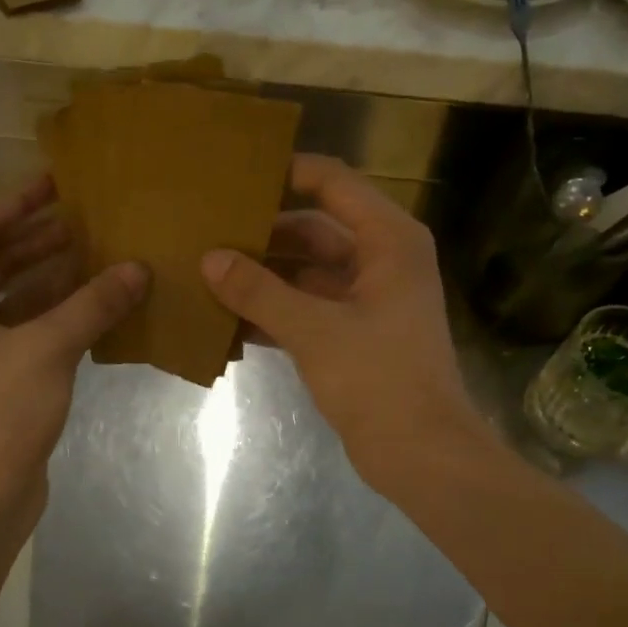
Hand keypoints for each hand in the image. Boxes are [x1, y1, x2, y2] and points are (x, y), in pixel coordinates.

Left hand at [0, 177, 147, 530]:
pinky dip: (50, 314)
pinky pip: (19, 329)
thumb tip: (138, 268)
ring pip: (8, 297)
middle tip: (84, 217)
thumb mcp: (47, 349)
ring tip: (94, 252)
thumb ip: (92, 304)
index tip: (56, 182)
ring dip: (48, 277)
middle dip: (37, 240)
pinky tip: (89, 302)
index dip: (18, 204)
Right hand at [202, 155, 481, 484]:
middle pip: (314, 230)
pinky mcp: (353, 336)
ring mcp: (367, 301)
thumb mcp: (313, 330)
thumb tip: (210, 259)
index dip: (286, 173)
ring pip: (306, 273)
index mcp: (388, 241)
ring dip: (263, 275)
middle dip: (264, 232)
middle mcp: (381, 261)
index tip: (234, 175)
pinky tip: (226, 317)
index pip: (333, 183)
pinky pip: (306, 309)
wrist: (421, 453)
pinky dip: (273, 311)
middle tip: (207, 228)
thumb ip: (259, 291)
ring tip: (207, 270)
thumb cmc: (378, 379)